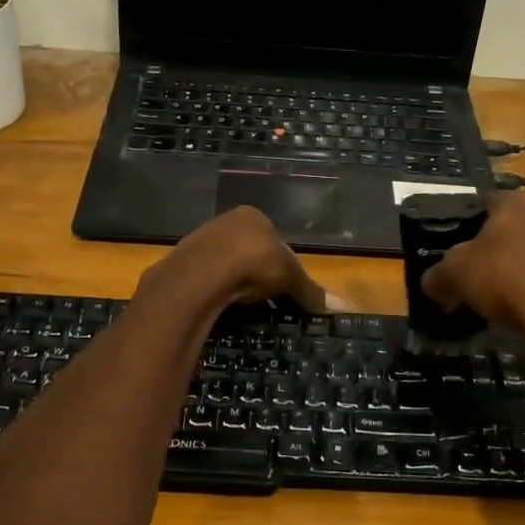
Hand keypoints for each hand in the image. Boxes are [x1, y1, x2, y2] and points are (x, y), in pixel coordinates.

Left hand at [137, 207, 336, 313]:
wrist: (202, 273)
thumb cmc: (254, 263)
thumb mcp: (290, 277)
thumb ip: (311, 291)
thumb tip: (343, 306)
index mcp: (253, 217)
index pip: (274, 240)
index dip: (282, 265)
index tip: (284, 288)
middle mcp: (225, 221)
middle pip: (247, 250)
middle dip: (256, 273)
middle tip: (264, 299)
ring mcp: (200, 239)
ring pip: (224, 263)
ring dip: (233, 281)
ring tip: (242, 304)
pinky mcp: (182, 261)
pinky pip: (205, 276)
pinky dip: (214, 289)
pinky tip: (220, 303)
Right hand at [421, 192, 524, 345]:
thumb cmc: (505, 279)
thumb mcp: (454, 275)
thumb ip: (436, 275)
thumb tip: (432, 283)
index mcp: (513, 203)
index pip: (483, 201)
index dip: (464, 221)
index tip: (451, 245)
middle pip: (508, 228)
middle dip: (489, 249)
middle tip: (470, 274)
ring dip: (513, 270)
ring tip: (495, 297)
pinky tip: (523, 309)